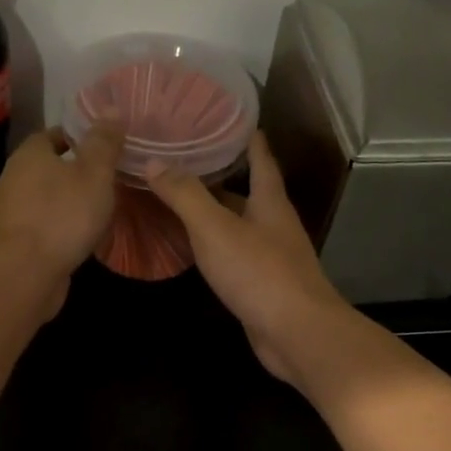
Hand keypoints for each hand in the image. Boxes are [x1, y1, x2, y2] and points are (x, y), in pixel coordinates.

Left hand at [0, 123, 125, 317]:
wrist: (26, 273)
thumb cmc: (63, 215)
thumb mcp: (95, 174)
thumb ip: (104, 143)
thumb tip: (112, 109)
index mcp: (29, 154)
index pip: (53, 134)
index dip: (77, 138)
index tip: (101, 149)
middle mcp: (12, 178)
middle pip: (45, 167)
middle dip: (71, 171)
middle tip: (104, 180)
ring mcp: (9, 212)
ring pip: (42, 198)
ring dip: (64, 201)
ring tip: (94, 210)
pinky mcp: (13, 242)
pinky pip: (40, 225)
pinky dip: (57, 227)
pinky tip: (76, 238)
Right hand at [146, 132, 353, 384]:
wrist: (296, 333)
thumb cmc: (259, 273)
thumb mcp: (215, 229)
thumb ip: (185, 195)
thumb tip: (154, 161)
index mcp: (270, 201)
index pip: (261, 157)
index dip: (246, 136)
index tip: (227, 116)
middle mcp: (274, 224)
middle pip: (247, 191)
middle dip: (220, 175)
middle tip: (184, 158)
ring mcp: (271, 256)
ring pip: (238, 225)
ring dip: (213, 212)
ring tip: (179, 198)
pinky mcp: (262, 285)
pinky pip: (234, 255)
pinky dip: (213, 246)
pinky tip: (193, 248)